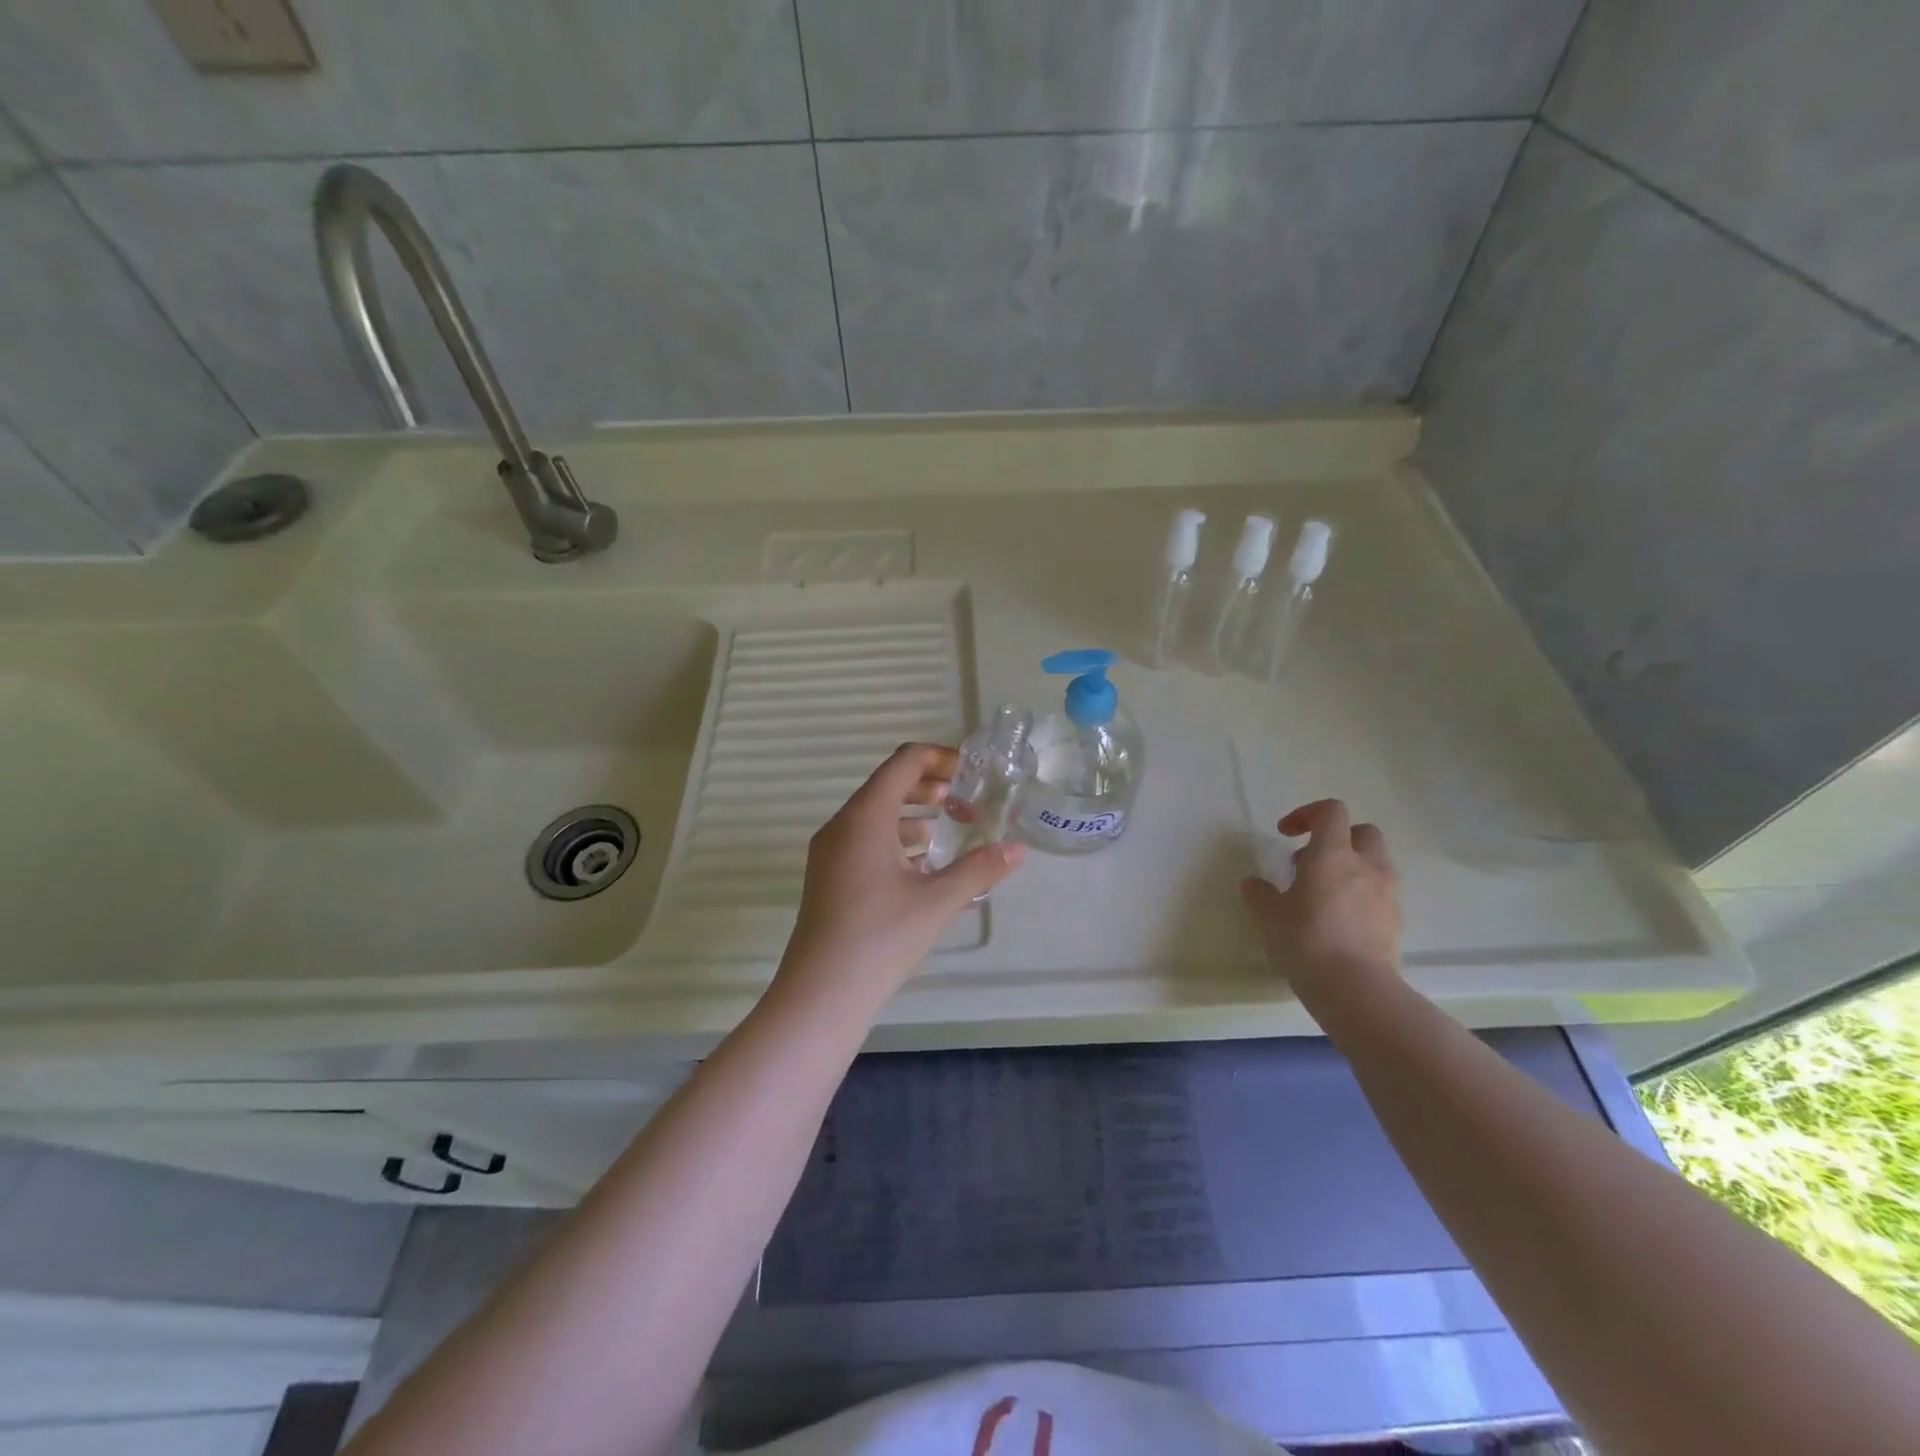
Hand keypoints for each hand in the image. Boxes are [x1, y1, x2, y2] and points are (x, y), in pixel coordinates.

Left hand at [778, 743, 1024, 1006]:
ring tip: (948, 833)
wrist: (821, 994)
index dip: (939, 757)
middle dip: (929, 788)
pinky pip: (865, 843)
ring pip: (876, 817)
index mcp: (864, 817)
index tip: (971, 772)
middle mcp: (842, 826)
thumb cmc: (881, 937)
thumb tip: (1017, 849)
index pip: (903, 763)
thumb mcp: (938, 901)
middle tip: (966, 804)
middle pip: (888, 786)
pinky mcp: (829, 879)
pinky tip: (923, 869)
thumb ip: (980, 869)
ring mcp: (830, 854)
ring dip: (913, 817)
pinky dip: (896, 843)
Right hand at [1241, 798, 1402, 1011]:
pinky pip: (1379, 894)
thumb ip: (1259, 894)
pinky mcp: (1395, 922)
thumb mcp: (1267, 915)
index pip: (1331, 811)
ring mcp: (1386, 894)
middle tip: (1309, 861)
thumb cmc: (1305, 940)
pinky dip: (1360, 896)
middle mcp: (1366, 866)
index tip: (1286, 834)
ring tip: (1321, 894)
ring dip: (1350, 868)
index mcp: (1333, 854)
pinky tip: (1337, 921)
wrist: (1355, 989)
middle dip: (1337, 838)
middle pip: (1362, 832)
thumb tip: (1255, 884)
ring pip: (1374, 863)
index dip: (1307, 814)